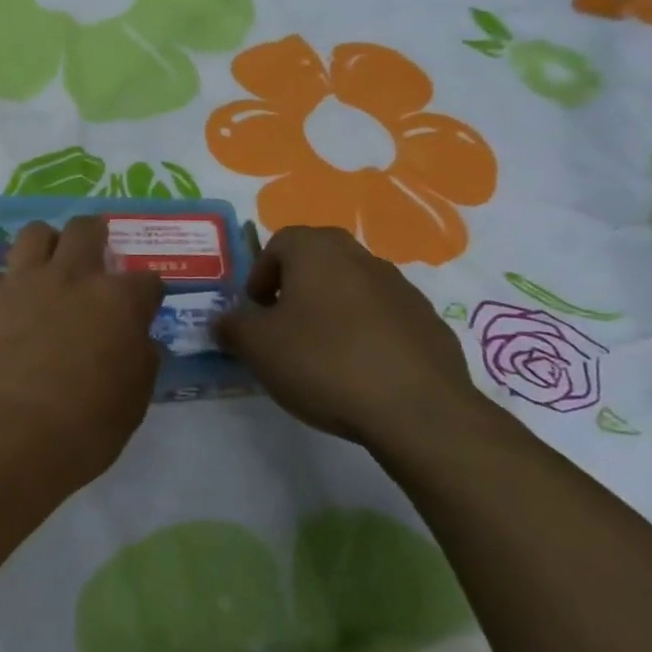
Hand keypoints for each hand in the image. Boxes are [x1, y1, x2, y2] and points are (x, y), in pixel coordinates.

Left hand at [0, 216, 164, 488]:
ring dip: (45, 245)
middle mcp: (72, 277)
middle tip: (93, 255)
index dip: (147, 292)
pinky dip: (0, 286)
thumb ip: (139, 360)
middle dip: (95, 235)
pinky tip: (2, 307)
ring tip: (45, 267)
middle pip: (86, 230)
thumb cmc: (80, 430)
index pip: (147, 280)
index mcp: (118, 302)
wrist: (2, 435)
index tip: (142, 305)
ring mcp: (22, 281)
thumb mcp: (131, 403)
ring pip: (35, 233)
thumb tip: (137, 341)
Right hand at [213, 225, 487, 452]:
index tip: (256, 310)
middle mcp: (362, 257)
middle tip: (283, 328)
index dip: (261, 274)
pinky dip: (366, 334)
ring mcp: (402, 288)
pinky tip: (361, 372)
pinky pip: (384, 318)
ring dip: (332, 311)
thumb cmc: (324, 363)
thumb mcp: (257, 348)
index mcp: (318, 251)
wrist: (417, 410)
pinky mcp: (429, 322)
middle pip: (319, 261)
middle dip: (296, 289)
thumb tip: (223, 321)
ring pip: (353, 288)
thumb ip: (233, 327)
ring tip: (322, 356)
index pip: (280, 242)